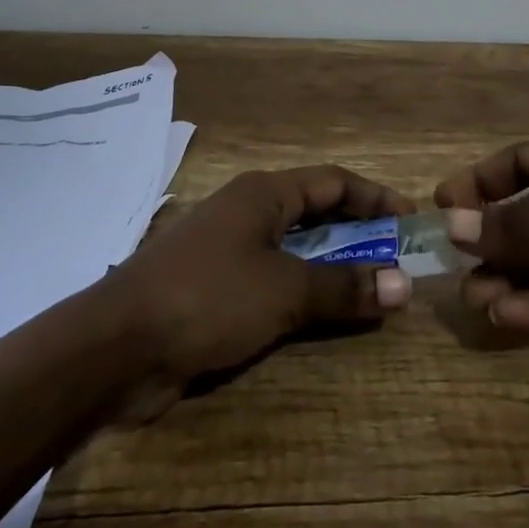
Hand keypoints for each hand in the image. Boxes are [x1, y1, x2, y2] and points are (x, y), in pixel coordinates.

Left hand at [108, 165, 414, 417]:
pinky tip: (322, 317)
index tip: (412, 222)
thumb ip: (344, 287)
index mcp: (264, 193)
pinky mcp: (214, 289)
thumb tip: (404, 286)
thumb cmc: (208, 297)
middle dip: (359, 234)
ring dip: (333, 266)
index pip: (333, 181)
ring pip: (294, 249)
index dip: (376, 197)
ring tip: (372, 290)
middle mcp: (247, 211)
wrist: (116, 346)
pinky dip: (303, 292)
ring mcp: (228, 250)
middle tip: (399, 260)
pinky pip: (273, 280)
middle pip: (315, 212)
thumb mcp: (284, 290)